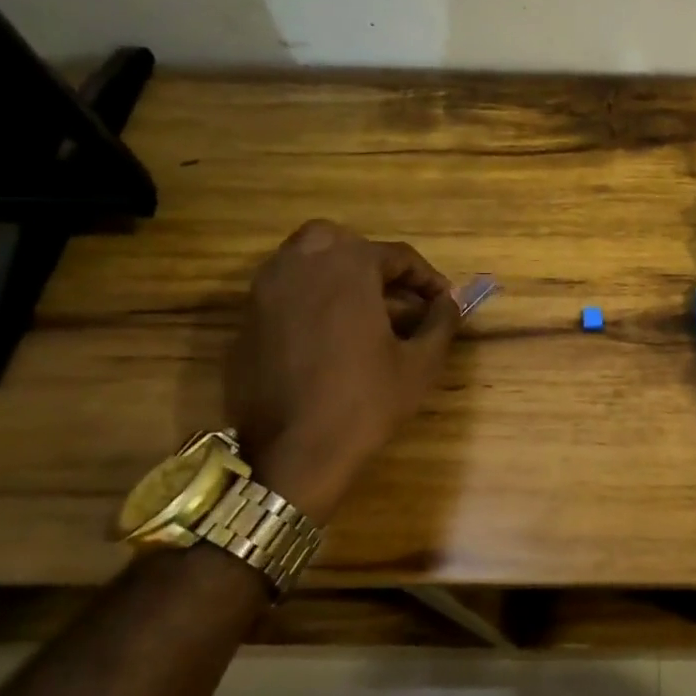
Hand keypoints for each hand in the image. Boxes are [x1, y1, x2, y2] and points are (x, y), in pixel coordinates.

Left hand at [225, 221, 459, 520]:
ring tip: (362, 310)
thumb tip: (450, 302)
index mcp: (347, 268)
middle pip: (339, 241)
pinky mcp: (246, 322)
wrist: (295, 454)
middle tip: (393, 294)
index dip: (426, 277)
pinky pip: (282, 292)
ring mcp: (265, 292)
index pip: (396, 255)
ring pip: (302, 260)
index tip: (443, 301)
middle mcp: (301, 266)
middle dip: (370, 260)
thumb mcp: (421, 363)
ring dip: (335, 274)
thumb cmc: (366, 401)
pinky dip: (307, 299)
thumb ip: (441, 322)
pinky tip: (327, 335)